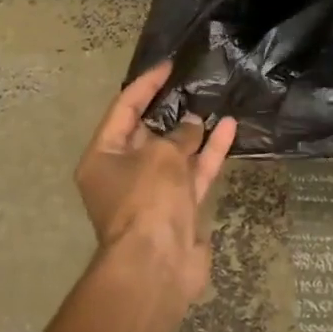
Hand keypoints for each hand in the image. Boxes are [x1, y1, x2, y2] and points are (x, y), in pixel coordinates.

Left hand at [75, 63, 237, 303]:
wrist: (157, 265)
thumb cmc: (147, 200)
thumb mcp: (161, 156)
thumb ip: (180, 134)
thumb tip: (195, 125)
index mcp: (102, 157)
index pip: (124, 109)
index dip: (145, 85)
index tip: (169, 66)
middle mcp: (124, 173)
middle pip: (149, 132)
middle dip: (172, 109)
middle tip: (195, 82)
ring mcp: (153, 192)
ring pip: (176, 152)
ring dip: (196, 130)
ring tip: (217, 101)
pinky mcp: (179, 208)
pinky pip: (194, 173)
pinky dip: (210, 153)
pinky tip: (229, 128)